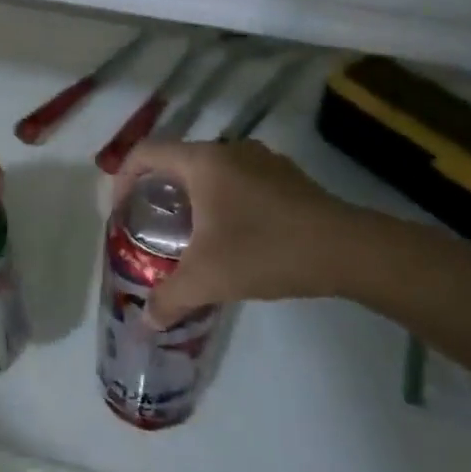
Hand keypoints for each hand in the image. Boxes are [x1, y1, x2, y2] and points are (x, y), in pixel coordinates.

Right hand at [114, 139, 373, 325]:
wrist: (348, 250)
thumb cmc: (265, 250)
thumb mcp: (208, 279)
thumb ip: (169, 298)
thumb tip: (145, 322)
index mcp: (201, 161)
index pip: (145, 153)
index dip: (123, 179)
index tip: (123, 212)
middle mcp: (228, 149)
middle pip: (177, 160)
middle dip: (159, 191)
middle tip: (154, 228)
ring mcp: (261, 159)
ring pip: (211, 170)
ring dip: (193, 195)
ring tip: (193, 234)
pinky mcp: (286, 176)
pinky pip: (239, 178)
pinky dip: (224, 198)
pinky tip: (236, 235)